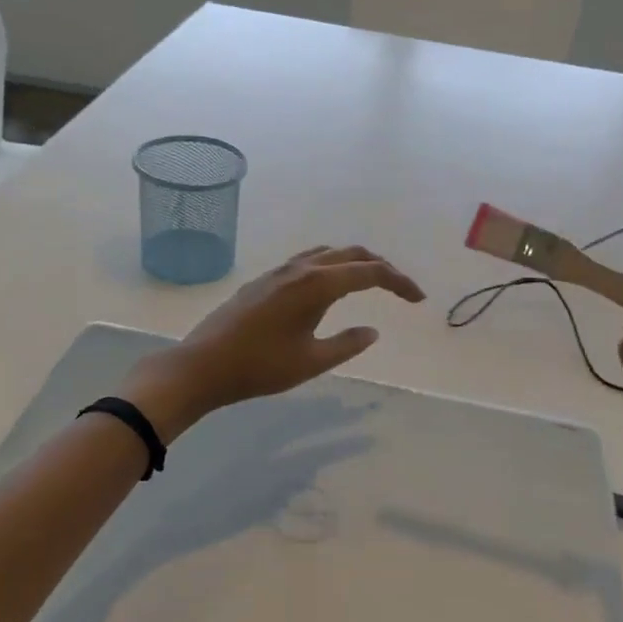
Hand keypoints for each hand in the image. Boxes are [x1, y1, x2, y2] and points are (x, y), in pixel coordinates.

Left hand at [123, 245, 424, 437]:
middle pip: (352, 254)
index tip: (418, 300)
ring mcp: (279, 271)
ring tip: (370, 282)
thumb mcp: (312, 362)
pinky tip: (328, 286)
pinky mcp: (265, 280)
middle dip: (381, 268)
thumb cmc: (260, 367)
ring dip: (354, 262)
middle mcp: (301, 268)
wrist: (203, 365)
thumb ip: (347, 344)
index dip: (399, 283)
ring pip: (328, 254)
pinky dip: (331, 265)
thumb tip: (373, 330)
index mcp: (317, 284)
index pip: (370, 273)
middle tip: (401, 290)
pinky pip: (308, 260)